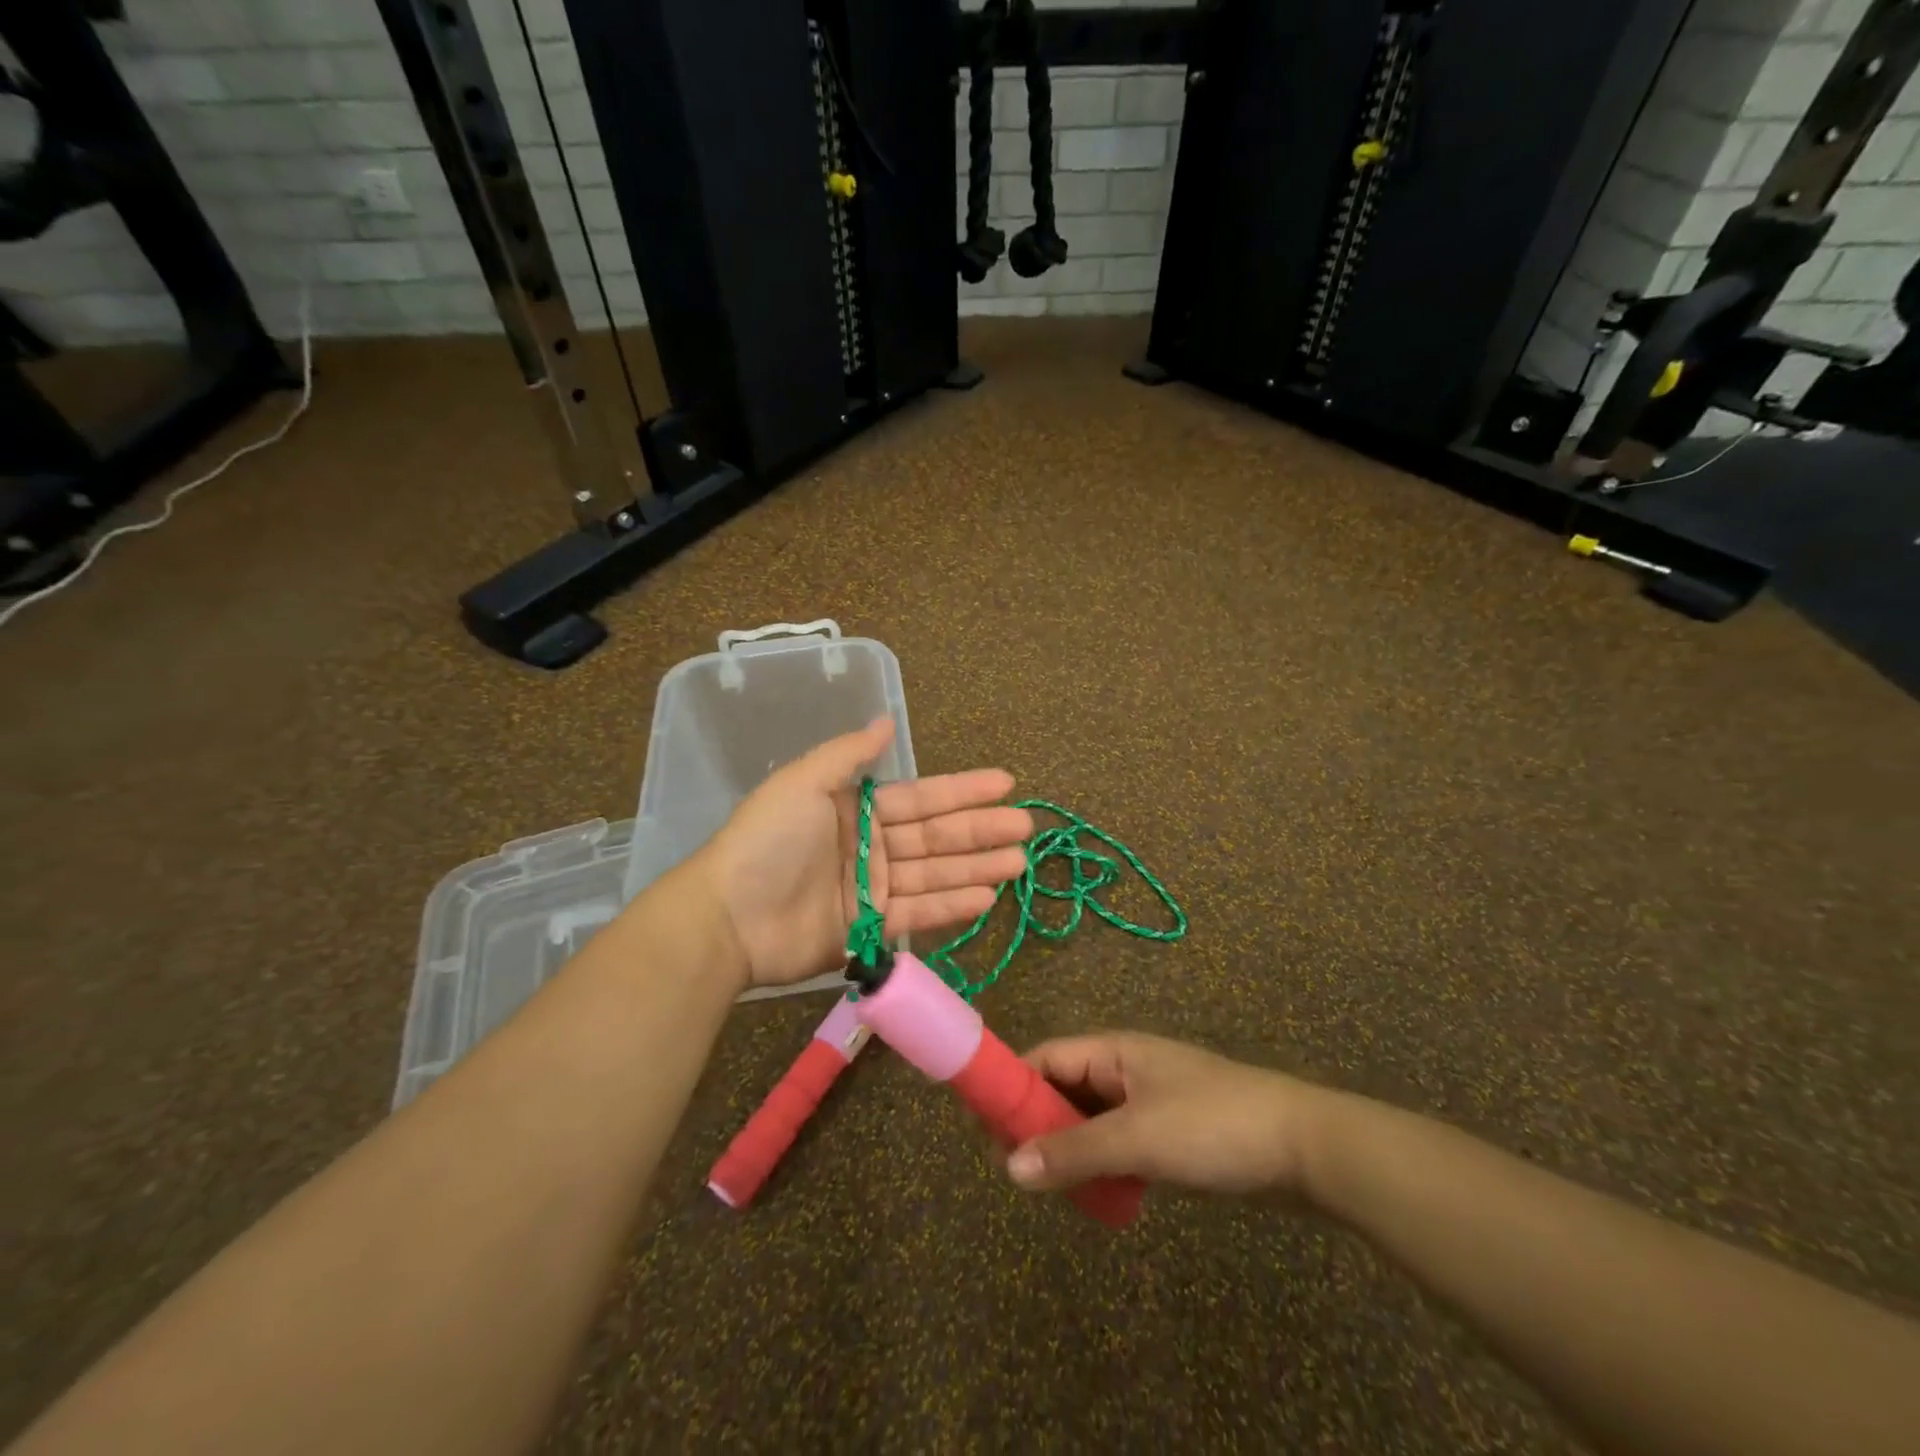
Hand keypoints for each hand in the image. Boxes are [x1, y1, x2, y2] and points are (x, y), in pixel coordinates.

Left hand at [701, 717, 1033, 990]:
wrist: (728, 915)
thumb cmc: (767, 840)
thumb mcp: (803, 782)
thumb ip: (848, 754)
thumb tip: (886, 720)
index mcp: (855, 808)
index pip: (921, 797)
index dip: (962, 790)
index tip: (1005, 784)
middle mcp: (869, 846)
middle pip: (935, 837)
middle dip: (980, 830)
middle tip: (1026, 827)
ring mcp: (870, 889)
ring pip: (934, 875)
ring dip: (976, 868)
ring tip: (1018, 863)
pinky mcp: (867, 929)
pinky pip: (917, 913)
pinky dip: (951, 906)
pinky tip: (986, 898)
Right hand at [1005, 1033, 1331, 1200]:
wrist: (1305, 1149)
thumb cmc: (1213, 1126)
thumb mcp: (1138, 1139)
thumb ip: (1073, 1152)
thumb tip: (1008, 1169)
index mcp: (1114, 1051)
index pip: (1046, 1057)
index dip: (1012, 1086)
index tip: (983, 1127)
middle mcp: (1126, 1069)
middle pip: (1064, 1088)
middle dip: (1037, 1124)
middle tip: (1016, 1171)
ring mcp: (1150, 1101)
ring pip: (1091, 1119)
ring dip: (1069, 1148)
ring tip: (1050, 1188)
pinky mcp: (1171, 1133)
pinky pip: (1118, 1142)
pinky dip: (1101, 1163)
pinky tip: (1097, 1195)